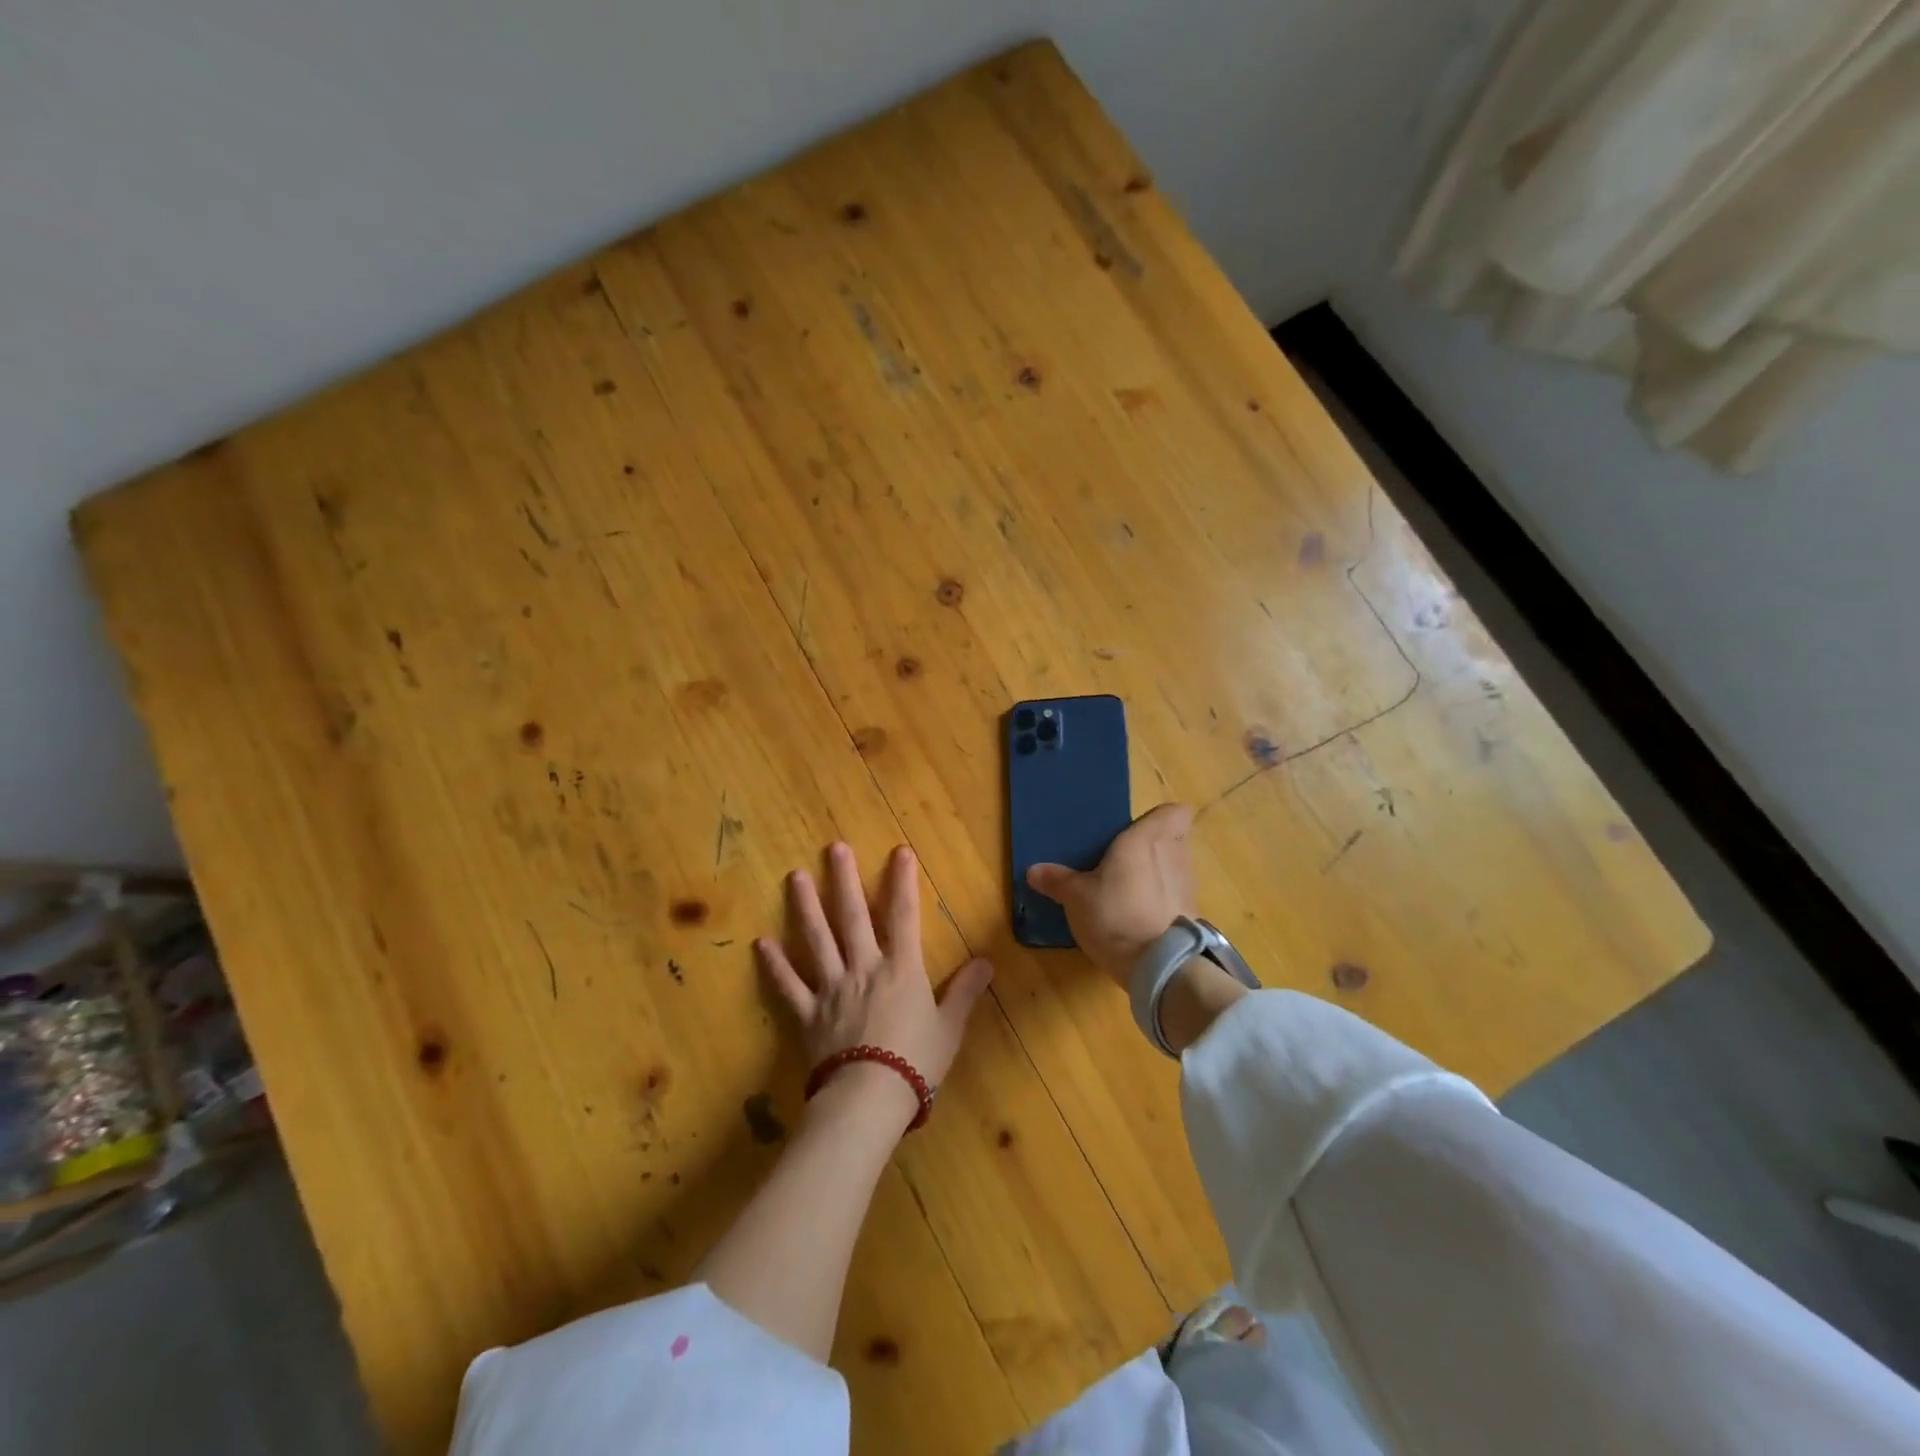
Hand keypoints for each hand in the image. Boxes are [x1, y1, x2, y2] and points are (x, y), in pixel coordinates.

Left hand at [756, 843, 993, 1115]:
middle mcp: (864, 968)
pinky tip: (760, 943)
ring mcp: (832, 988)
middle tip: (835, 848)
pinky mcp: (808, 1013)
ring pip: (817, 939)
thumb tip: (987, 961)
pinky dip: (775, 964)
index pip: (904, 916)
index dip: (903, 882)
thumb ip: (965, 991)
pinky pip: (789, 985)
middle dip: (844, 879)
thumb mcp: (950, 1027)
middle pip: (853, 916)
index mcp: (901, 969)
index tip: (899, 851)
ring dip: (806, 906)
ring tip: (794, 876)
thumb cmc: (916, 1062)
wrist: (869, 1098)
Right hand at [1025, 803, 1196, 986]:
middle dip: (1156, 846)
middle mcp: (1175, 855)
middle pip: (1176, 838)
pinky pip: (1178, 897)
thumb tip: (1033, 870)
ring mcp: (1188, 887)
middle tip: (1127, 857)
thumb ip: (1057, 880)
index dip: (1162, 818)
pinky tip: (1141, 916)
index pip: (1177, 812)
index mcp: (1147, 839)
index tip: (1138, 830)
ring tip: (1131, 888)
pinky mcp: (1192, 916)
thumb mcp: (1076, 897)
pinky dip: (1164, 902)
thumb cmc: (1116, 914)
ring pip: (1178, 868)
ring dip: (1160, 874)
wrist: (1160, 966)